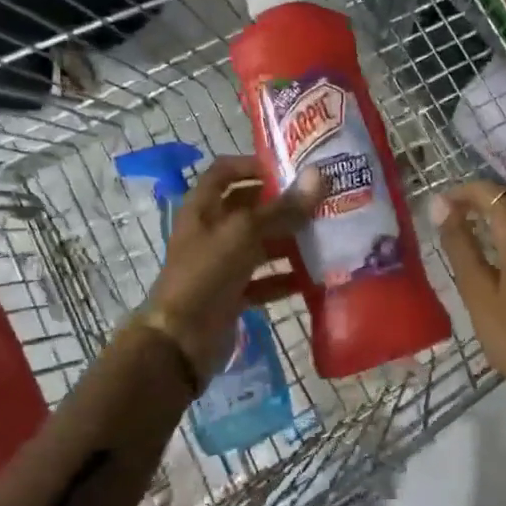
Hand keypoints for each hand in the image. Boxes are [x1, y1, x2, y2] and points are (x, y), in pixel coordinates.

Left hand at [145, 156, 326, 382]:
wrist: (180, 341)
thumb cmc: (206, 274)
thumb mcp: (244, 234)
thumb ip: (283, 208)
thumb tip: (320, 176)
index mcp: (203, 208)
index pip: (225, 171)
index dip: (253, 164)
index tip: (289, 166)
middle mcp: (211, 231)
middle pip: (249, 208)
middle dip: (282, 205)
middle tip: (321, 201)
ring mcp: (222, 264)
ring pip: (260, 245)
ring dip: (289, 241)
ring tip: (326, 236)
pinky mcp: (233, 294)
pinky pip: (264, 281)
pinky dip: (286, 279)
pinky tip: (314, 278)